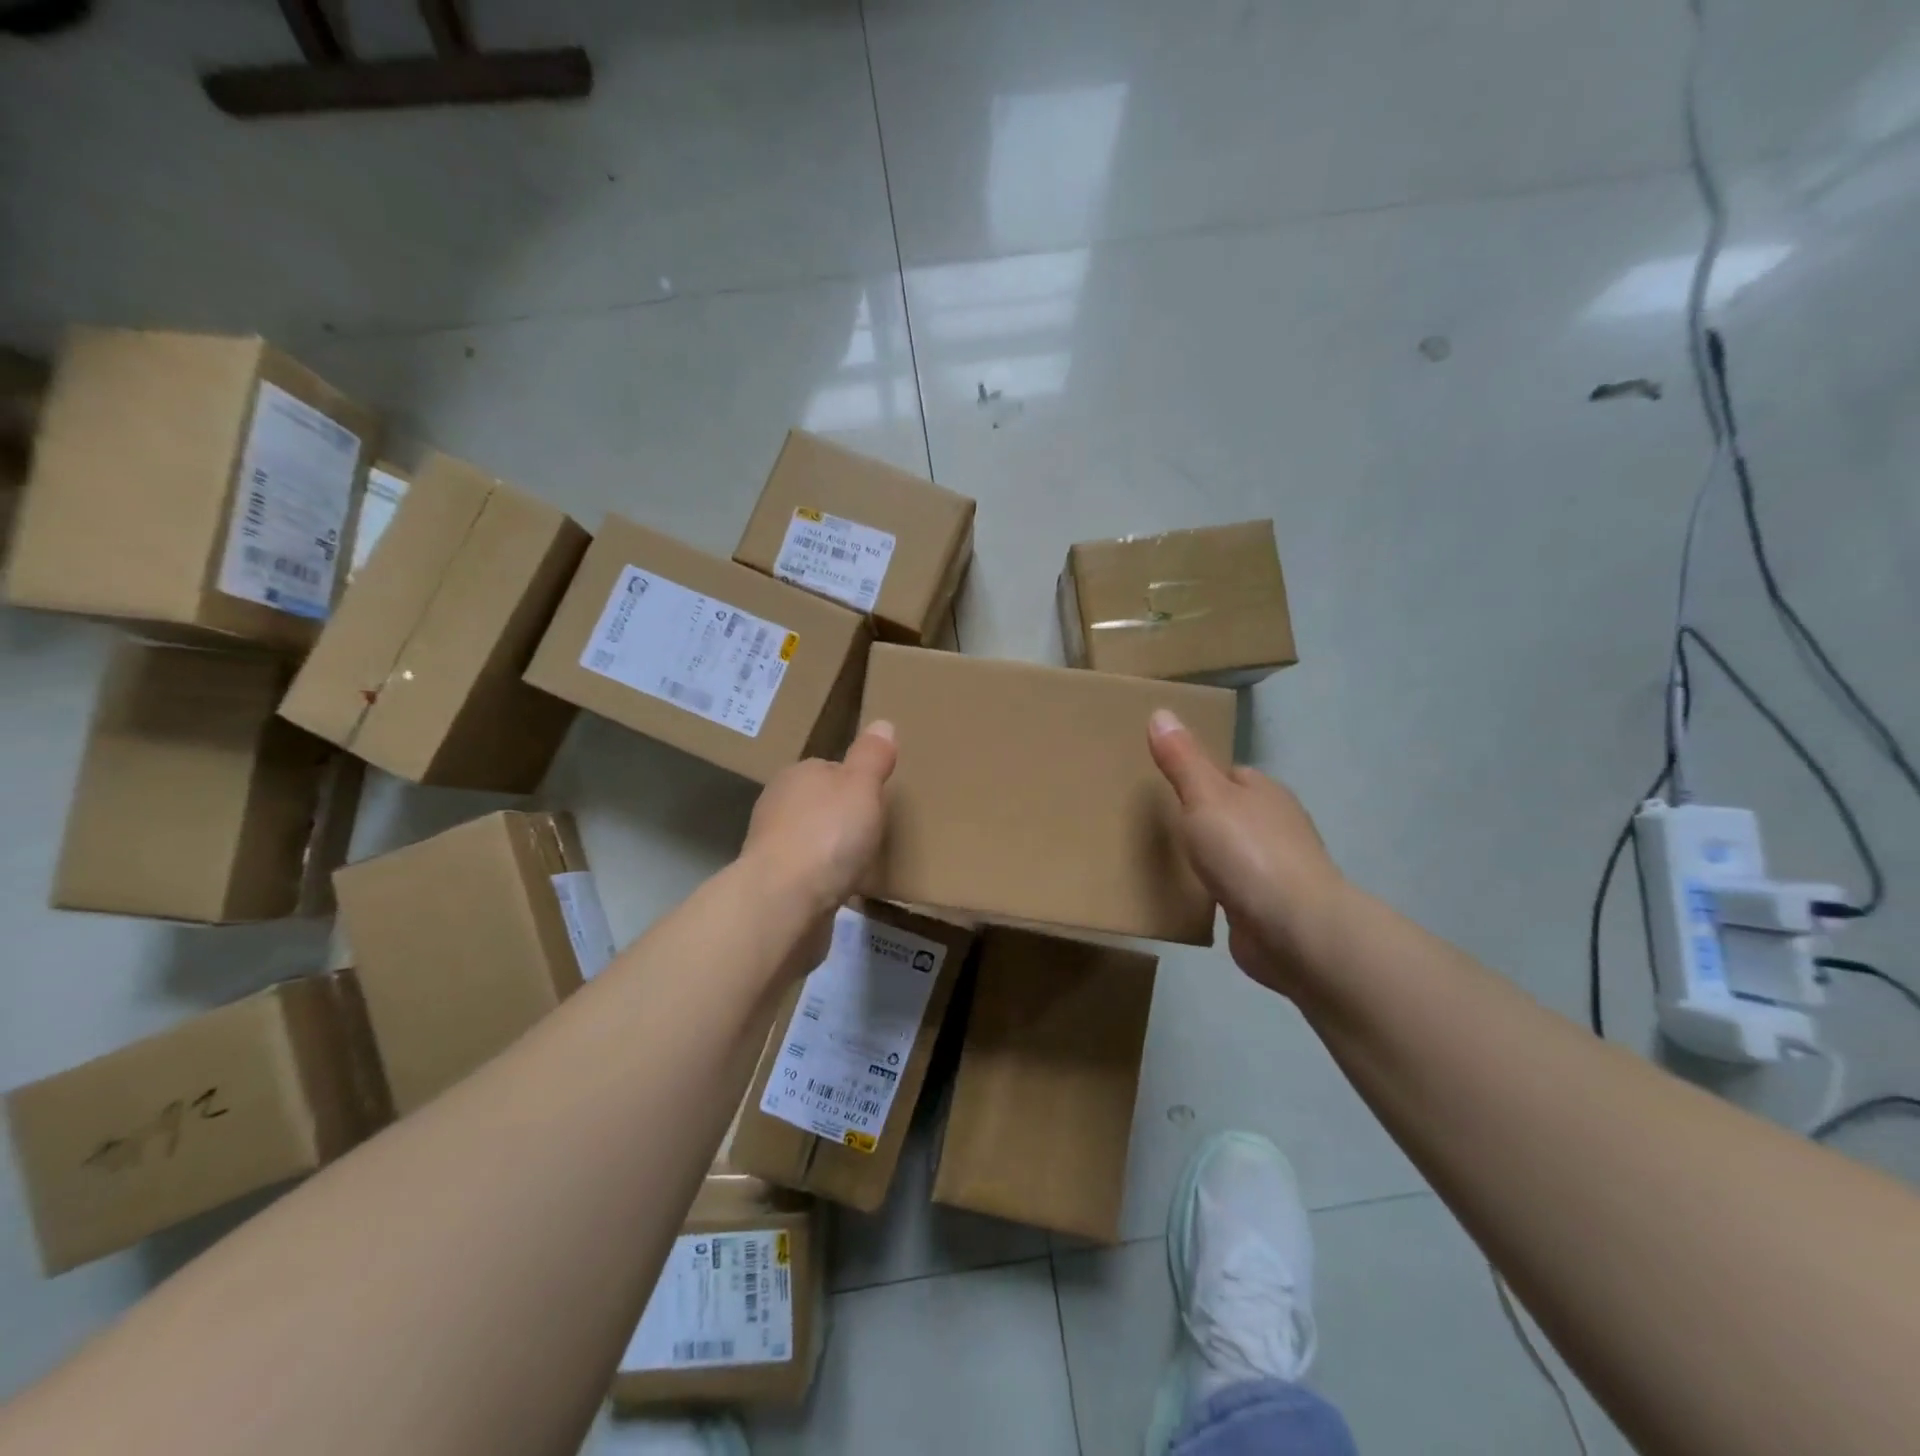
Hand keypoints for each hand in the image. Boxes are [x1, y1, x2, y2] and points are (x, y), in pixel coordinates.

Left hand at [741, 720, 897, 921]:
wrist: (784, 902)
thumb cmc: (828, 835)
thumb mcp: (861, 786)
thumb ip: (872, 757)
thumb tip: (882, 723)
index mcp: (797, 775)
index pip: (830, 769)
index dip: (857, 782)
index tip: (878, 800)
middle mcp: (778, 806)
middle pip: (819, 805)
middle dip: (842, 818)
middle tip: (875, 833)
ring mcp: (772, 848)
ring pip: (811, 841)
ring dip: (831, 851)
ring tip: (862, 864)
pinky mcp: (774, 886)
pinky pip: (808, 875)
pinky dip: (824, 880)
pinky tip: (843, 891)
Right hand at [1147, 709, 1345, 991]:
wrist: (1294, 930)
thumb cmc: (1247, 852)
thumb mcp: (1204, 796)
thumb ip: (1182, 760)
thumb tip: (1161, 712)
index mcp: (1264, 793)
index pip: (1229, 774)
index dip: (1198, 776)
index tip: (1162, 784)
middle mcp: (1276, 826)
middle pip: (1232, 812)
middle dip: (1202, 817)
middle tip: (1156, 823)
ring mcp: (1276, 869)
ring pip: (1234, 852)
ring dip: (1209, 855)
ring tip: (1167, 859)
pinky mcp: (1269, 907)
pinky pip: (1234, 889)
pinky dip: (1216, 889)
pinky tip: (1192, 896)